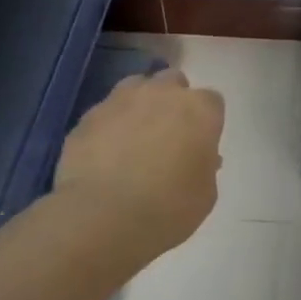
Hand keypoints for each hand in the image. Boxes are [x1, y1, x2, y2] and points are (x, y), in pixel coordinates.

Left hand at [55, 68, 224, 256]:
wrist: (104, 217)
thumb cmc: (169, 207)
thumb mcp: (205, 193)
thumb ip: (205, 166)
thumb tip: (196, 157)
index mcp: (200, 110)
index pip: (212, 101)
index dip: (206, 122)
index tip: (200, 144)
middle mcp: (162, 94)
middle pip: (173, 82)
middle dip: (173, 101)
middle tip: (169, 133)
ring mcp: (121, 101)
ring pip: (136, 87)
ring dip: (140, 104)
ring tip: (135, 136)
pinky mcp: (88, 117)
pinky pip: (105, 113)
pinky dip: (109, 126)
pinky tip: (105, 154)